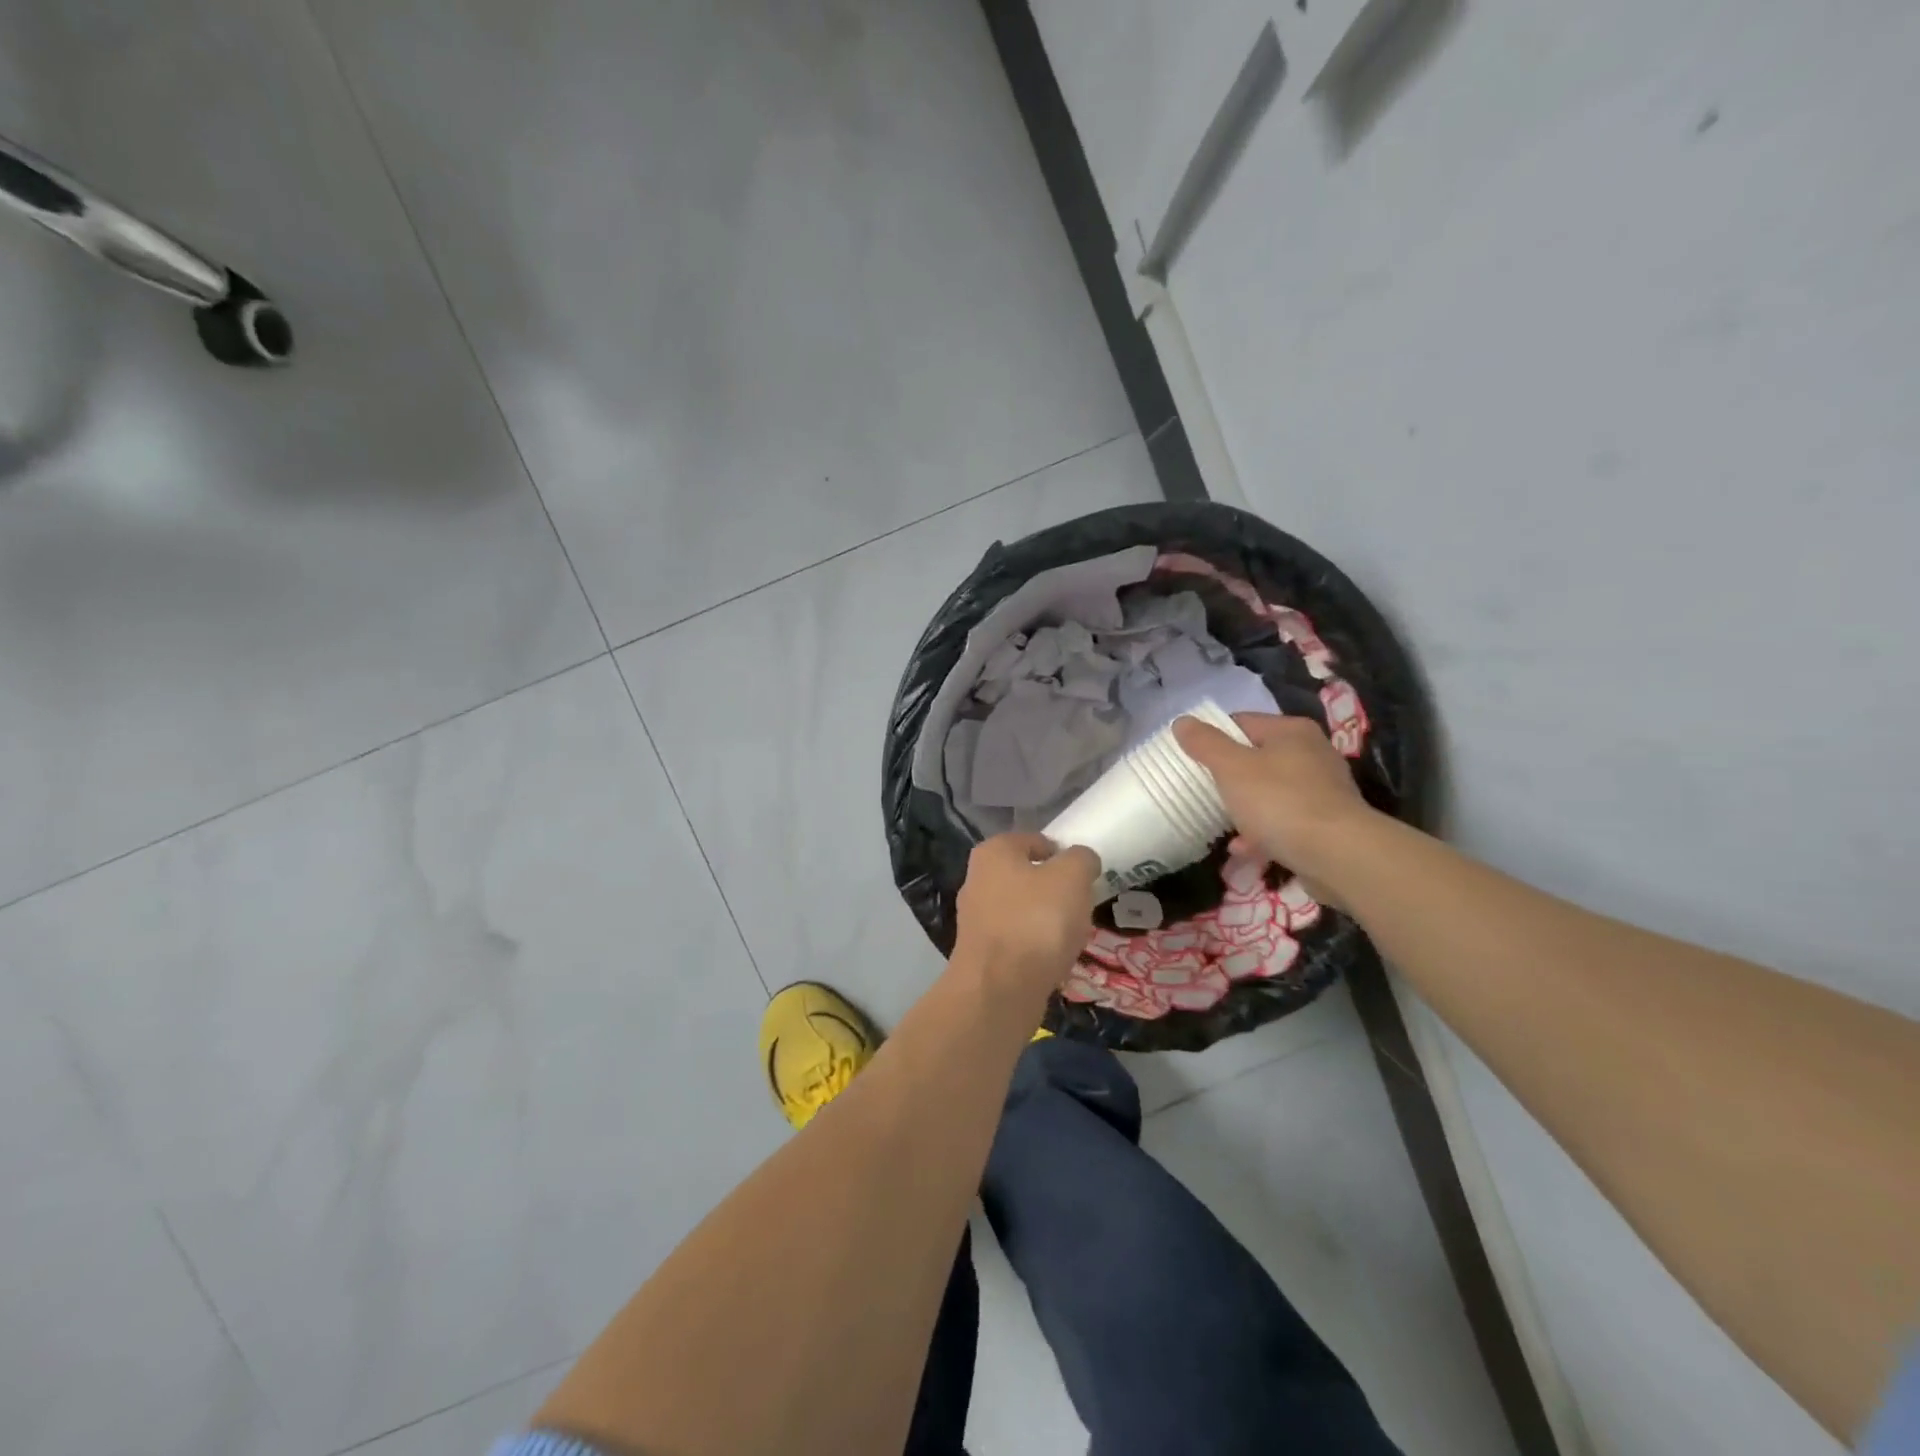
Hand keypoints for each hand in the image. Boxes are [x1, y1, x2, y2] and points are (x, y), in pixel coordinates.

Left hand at [952, 833, 1099, 1000]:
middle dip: (1054, 889)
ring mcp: (975, 918)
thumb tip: (1082, 859)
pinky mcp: (980, 953)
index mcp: (994, 852)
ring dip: (1046, 919)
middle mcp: (977, 879)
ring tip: (1071, 934)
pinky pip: (1017, 939)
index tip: (1084, 876)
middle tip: (1080, 904)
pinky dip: (1036, 946)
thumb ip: (1081, 859)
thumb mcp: (1072, 877)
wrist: (1000, 989)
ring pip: (1022, 909)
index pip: (1035, 841)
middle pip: (1027, 876)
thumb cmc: (1037, 920)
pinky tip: (1053, 959)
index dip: (1062, 854)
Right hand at [1173, 712, 1379, 902]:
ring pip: (1271, 792)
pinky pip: (1286, 821)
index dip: (1213, 738)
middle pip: (1257, 758)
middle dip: (1229, 777)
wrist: (1338, 855)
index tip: (1192, 760)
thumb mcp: (1231, 767)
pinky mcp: (1328, 823)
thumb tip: (1182, 721)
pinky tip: (1244, 849)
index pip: (1242, 722)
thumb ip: (1205, 743)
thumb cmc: (1279, 801)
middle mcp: (1312, 753)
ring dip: (1245, 808)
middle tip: (1205, 792)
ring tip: (1222, 824)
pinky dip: (1264, 832)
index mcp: (1291, 731)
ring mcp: (1324, 789)